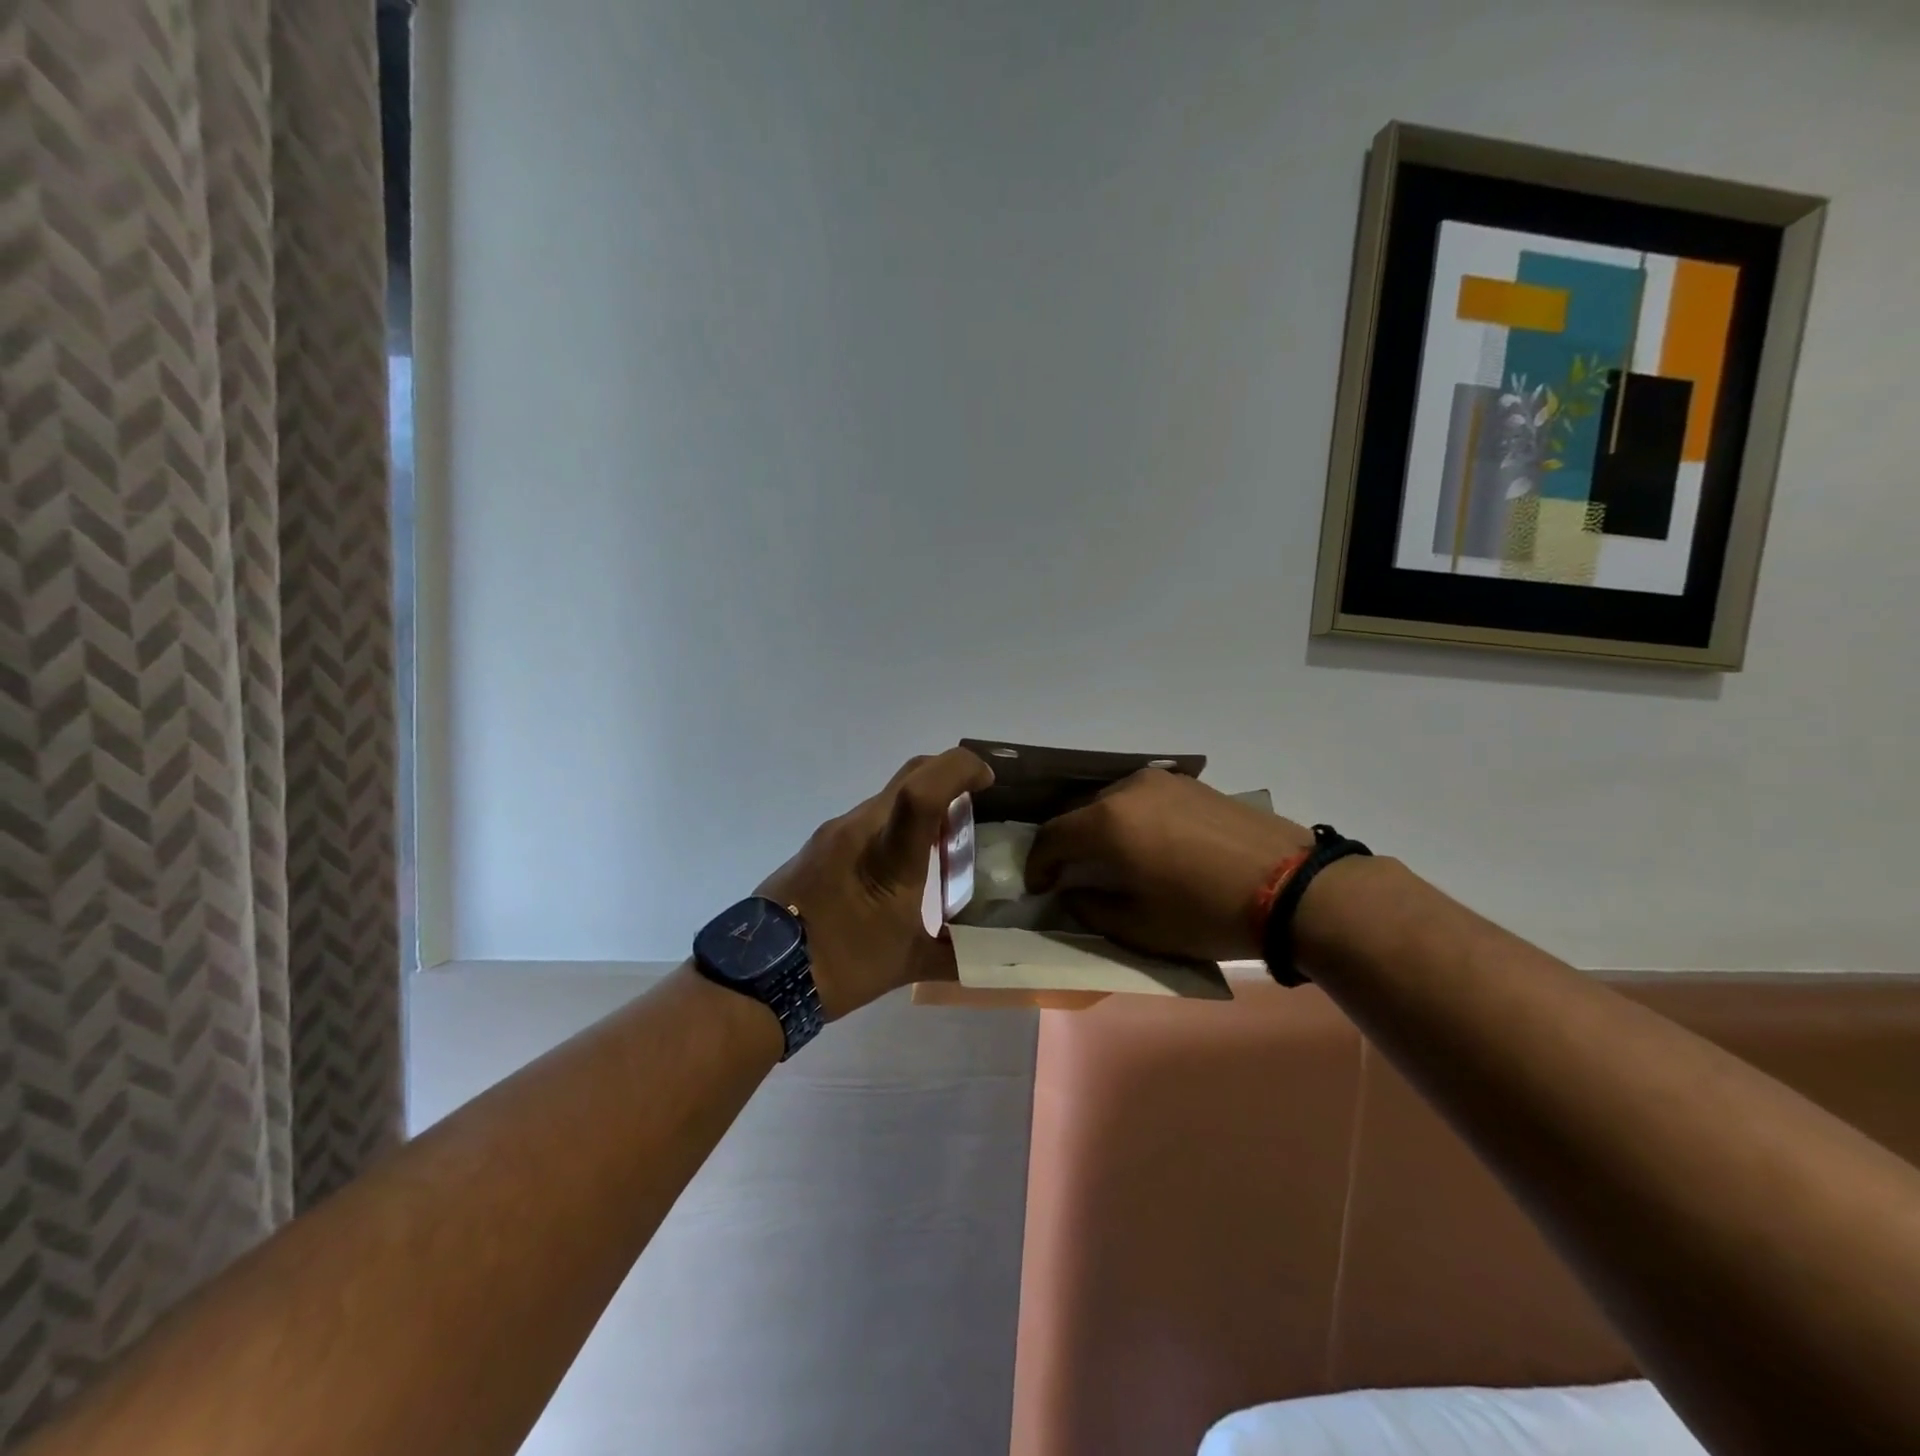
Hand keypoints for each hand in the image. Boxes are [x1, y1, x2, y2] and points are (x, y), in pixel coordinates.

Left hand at [758, 747, 993, 1019]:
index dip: (961, 768)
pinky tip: (898, 861)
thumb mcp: (906, 964)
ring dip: (919, 803)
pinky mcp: (816, 845)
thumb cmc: (841, 966)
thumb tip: (994, 959)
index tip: (988, 778)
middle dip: (948, 775)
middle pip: (910, 776)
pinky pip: (865, 818)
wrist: (759, 976)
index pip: (925, 787)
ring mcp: (833, 833)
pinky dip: (893, 823)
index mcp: (888, 854)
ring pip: (887, 797)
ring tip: (941, 838)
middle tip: (974, 801)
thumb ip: (956, 956)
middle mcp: (859, 828)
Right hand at [1025, 768, 1312, 961]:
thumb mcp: (1139, 926)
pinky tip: (1147, 844)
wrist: (1291, 887)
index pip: (1052, 837)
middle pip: (1078, 813)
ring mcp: (1161, 781)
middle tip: (1069, 874)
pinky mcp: (1190, 784)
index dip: (1038, 864)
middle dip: (1067, 844)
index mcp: (1107, 822)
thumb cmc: (1205, 913)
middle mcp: (1127, 790)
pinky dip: (1130, 819)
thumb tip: (1072, 892)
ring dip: (1099, 829)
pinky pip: (1142, 798)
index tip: (1039, 887)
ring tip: (1110, 859)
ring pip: (1110, 802)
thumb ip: (1091, 907)